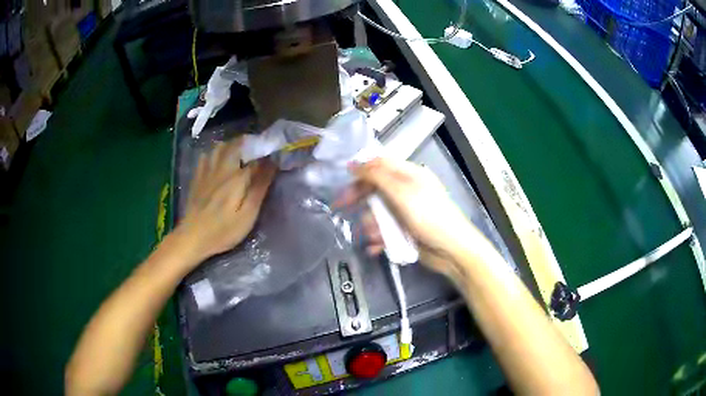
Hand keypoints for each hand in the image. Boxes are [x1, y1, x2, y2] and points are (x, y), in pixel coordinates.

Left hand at [176, 139, 275, 264]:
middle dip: (248, 143)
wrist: (192, 237)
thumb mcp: (247, 215)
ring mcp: (207, 172)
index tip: (275, 155)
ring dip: (230, 145)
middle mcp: (222, 169)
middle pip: (235, 146)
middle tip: (257, 148)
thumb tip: (272, 164)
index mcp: (237, 177)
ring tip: (239, 151)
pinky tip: (216, 159)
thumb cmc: (223, 230)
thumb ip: (259, 188)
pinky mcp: (197, 179)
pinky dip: (213, 153)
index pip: (256, 158)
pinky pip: (205, 157)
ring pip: (219, 148)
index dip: (267, 154)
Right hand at [336, 157, 478, 276]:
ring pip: (377, 212)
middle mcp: (405, 190)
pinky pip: (384, 230)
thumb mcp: (402, 192)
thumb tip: (354, 163)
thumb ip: (377, 176)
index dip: (361, 170)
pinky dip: (378, 238)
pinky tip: (375, 247)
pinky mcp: (404, 230)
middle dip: (359, 199)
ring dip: (371, 224)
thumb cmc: (429, 217)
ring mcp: (405, 212)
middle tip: (341, 207)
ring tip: (374, 235)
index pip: (380, 165)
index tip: (342, 180)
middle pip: (375, 188)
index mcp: (409, 175)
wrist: (452, 251)